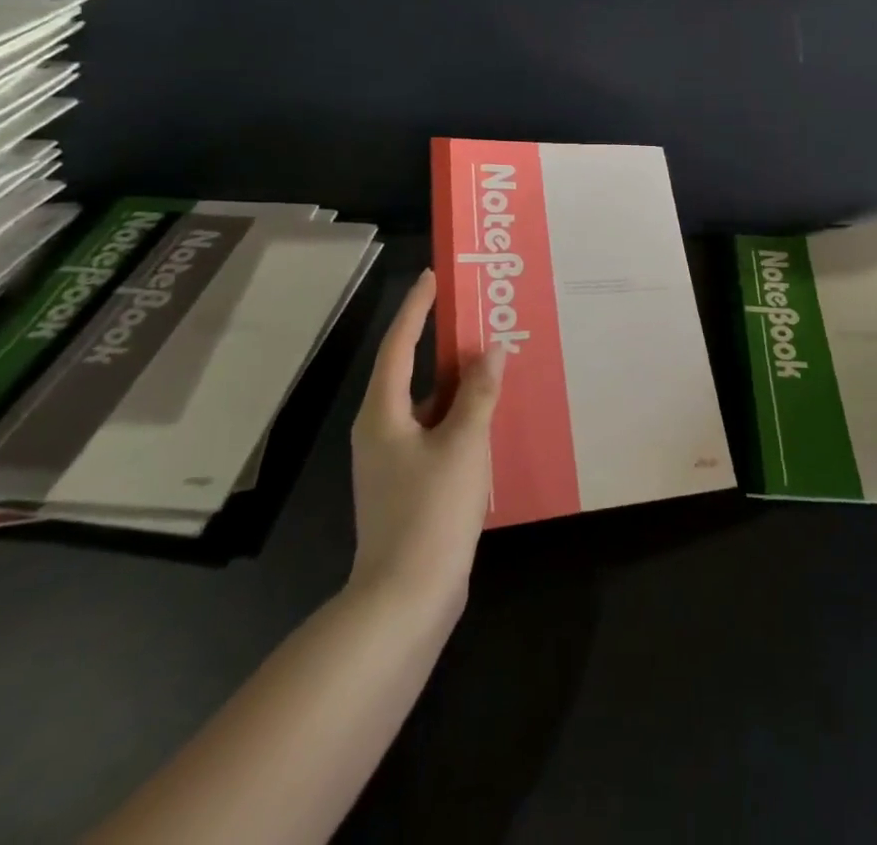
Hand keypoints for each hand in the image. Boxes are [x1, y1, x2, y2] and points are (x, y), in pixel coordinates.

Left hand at [349, 270, 502, 606]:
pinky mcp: (410, 486)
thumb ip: (479, 393)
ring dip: (458, 384)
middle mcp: (381, 431)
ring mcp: (394, 462)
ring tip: (495, 363)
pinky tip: (492, 418)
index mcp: (383, 414)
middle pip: (412, 372)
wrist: (404, 600)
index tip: (433, 276)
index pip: (399, 345)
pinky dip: (461, 417)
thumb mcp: (463, 444)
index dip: (416, 308)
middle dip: (443, 344)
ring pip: (428, 406)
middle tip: (479, 317)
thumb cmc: (430, 511)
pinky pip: (438, 433)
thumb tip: (493, 349)